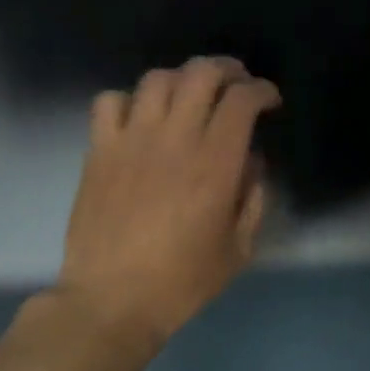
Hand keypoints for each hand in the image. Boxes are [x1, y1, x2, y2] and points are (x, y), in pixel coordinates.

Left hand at [51, 56, 281, 348]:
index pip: (242, 100)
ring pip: (157, 79)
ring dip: (182, 79)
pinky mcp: (99, 151)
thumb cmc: (182, 281)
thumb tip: (250, 161)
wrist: (112, 300)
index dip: (262, 90)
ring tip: (190, 96)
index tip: (270, 101)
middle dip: (227, 70)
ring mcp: (131, 140)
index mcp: (215, 163)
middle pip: (201, 74)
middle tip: (237, 84)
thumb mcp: (239, 249)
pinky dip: (130, 100)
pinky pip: (110, 101)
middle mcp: (175, 139)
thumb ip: (253, 198)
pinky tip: (141, 119)